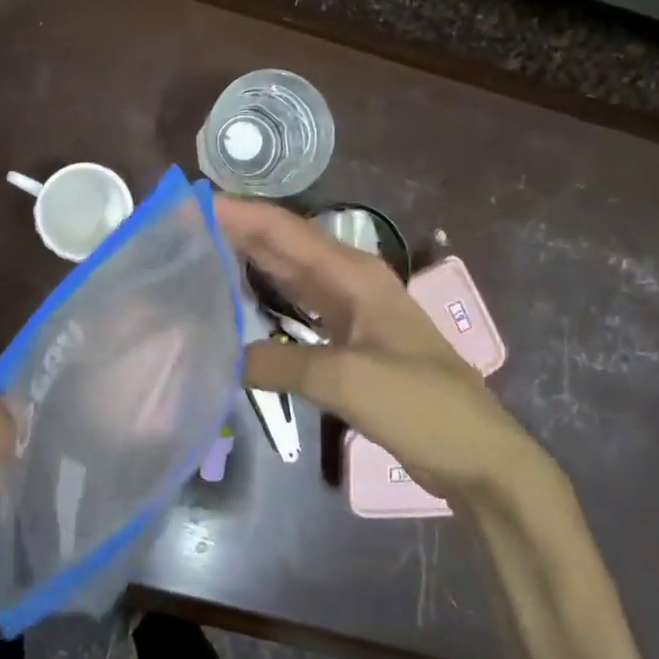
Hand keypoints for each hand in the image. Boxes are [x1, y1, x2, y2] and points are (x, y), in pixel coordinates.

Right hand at [214, 197, 550, 499]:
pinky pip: (297, 308)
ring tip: (200, 255)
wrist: (475, 454)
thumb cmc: (418, 405)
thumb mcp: (346, 381)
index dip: (239, 214)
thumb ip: (280, 363)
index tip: (191, 205)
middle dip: (237, 232)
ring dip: (249, 262)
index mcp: (353, 274)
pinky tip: (238, 305)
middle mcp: (349, 282)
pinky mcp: (348, 341)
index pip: (285, 231)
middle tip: (182, 227)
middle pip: (284, 246)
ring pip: (289, 274)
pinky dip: (265, 302)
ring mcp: (350, 311)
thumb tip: (225, 359)